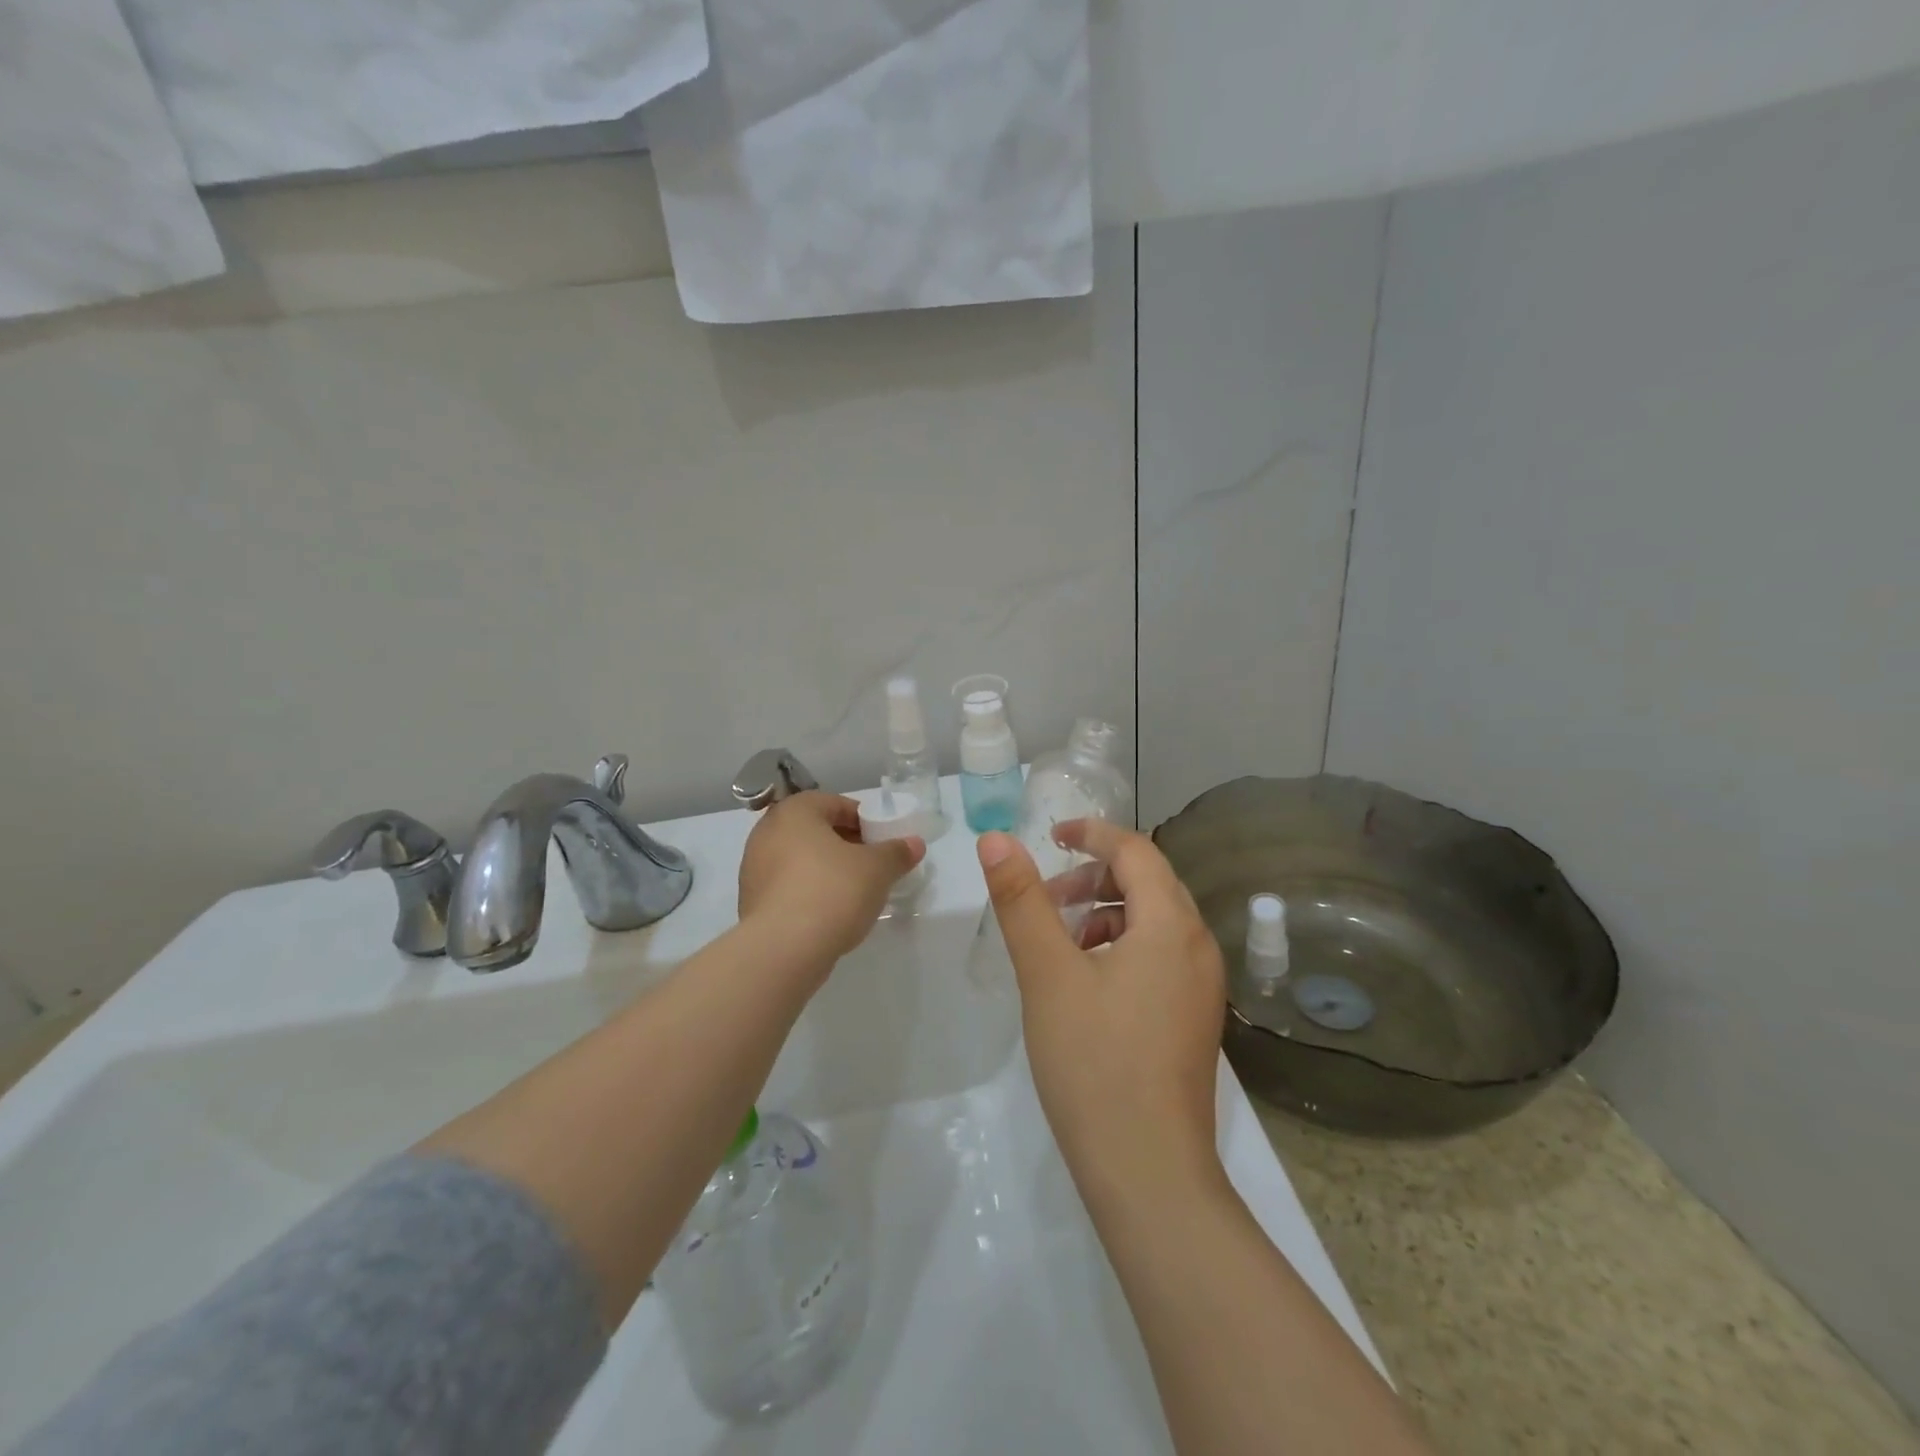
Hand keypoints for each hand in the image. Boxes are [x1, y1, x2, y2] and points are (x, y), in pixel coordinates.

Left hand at [738, 792, 924, 964]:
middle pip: (816, 831)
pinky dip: (809, 892)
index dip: (864, 820)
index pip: (836, 804)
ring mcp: (754, 868)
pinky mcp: (752, 902)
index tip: (883, 841)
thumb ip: (896, 852)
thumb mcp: (877, 869)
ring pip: (801, 860)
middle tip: (873, 865)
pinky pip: (789, 887)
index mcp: (794, 812)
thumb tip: (914, 844)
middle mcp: (767, 832)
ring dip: (827, 870)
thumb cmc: (832, 891)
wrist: (783, 950)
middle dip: (846, 845)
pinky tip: (831, 913)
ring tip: (855, 892)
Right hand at [978, 820, 1226, 1199]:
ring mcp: (1201, 986)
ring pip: (1152, 921)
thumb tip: (995, 839)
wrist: (1148, 1174)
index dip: (1091, 833)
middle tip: (1045, 898)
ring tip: (1057, 943)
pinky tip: (1084, 982)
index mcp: (1171, 926)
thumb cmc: (1094, 1063)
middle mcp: (1198, 946)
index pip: (1135, 850)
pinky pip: (1158, 956)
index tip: (1050, 836)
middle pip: (1148, 882)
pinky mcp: (1193, 1018)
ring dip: (1104, 913)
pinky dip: (1120, 947)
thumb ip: (1021, 900)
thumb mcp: (1047, 974)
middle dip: (1093, 877)